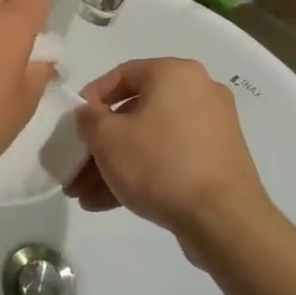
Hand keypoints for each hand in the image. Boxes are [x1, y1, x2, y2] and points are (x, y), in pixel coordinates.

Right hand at [64, 58, 277, 259]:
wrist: (223, 220)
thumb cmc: (159, 163)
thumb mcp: (106, 137)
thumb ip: (88, 118)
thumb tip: (90, 115)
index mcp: (175, 74)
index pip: (121, 74)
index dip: (90, 99)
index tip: (72, 125)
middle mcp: (199, 92)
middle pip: (133, 113)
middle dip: (99, 144)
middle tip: (74, 167)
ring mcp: (211, 129)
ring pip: (149, 140)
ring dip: (114, 165)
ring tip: (83, 194)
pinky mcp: (217, 161)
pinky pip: (169, 158)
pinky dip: (140, 174)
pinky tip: (105, 203)